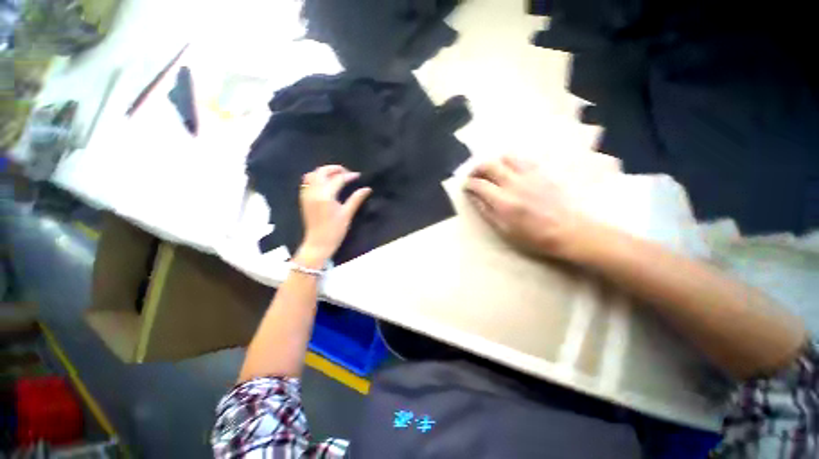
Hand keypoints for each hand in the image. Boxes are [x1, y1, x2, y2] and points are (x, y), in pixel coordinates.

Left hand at [296, 165, 371, 266]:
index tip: (358, 176)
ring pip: (312, 175)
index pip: (338, 179)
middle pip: (322, 171)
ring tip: (336, 177)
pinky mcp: (303, 199)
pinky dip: (316, 178)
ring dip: (324, 172)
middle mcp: (314, 192)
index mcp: (325, 196)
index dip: (349, 176)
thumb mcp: (347, 214)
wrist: (318, 243)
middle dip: (335, 169)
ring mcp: (306, 195)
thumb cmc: (335, 231)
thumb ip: (356, 199)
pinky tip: (325, 184)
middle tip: (346, 173)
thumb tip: (367, 189)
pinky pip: (307, 182)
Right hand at [465, 156, 593, 259]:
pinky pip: (523, 160)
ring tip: (491, 171)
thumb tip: (474, 198)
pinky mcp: (541, 172)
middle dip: (477, 168)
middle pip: (489, 165)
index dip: (469, 184)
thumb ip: (487, 212)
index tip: (465, 186)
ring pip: (506, 158)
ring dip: (494, 162)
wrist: (569, 231)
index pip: (479, 185)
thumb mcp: (504, 230)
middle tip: (473, 175)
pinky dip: (511, 162)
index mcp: (503, 202)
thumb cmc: (533, 236)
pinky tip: (510, 170)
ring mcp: (529, 175)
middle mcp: (514, 184)